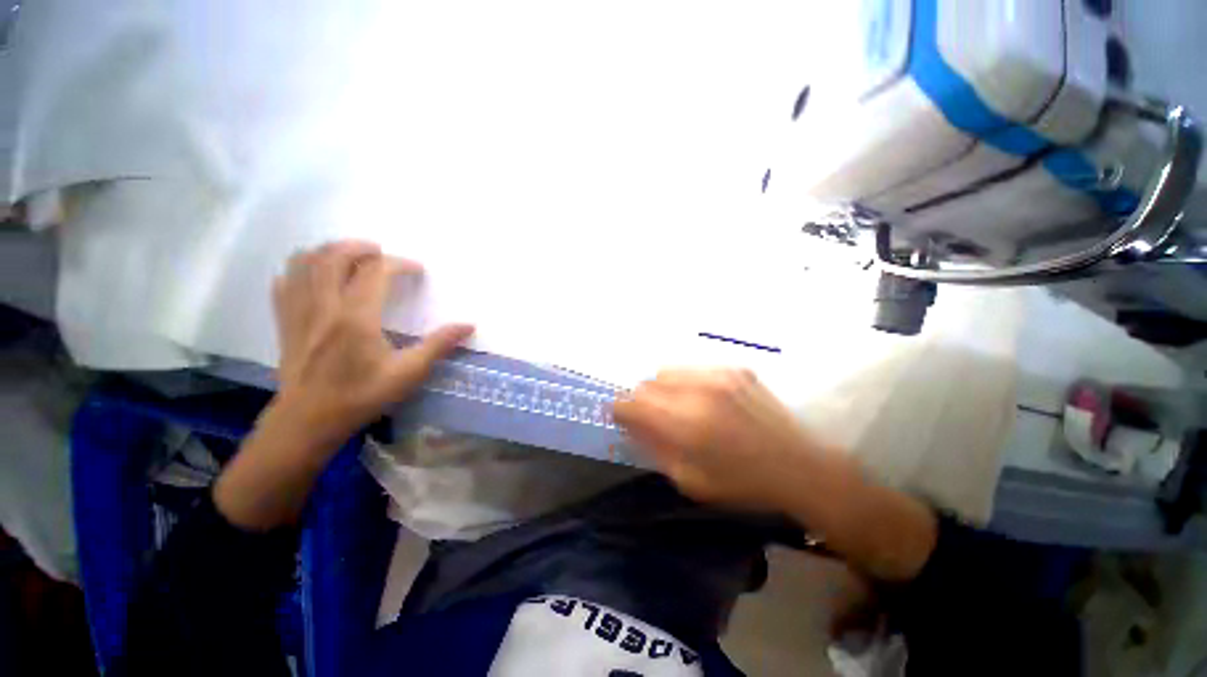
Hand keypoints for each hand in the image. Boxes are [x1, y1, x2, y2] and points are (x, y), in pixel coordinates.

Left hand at [272, 240, 473, 446]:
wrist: (309, 421)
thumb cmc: (362, 396)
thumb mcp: (409, 373)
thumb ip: (439, 345)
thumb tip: (468, 325)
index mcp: (356, 317)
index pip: (376, 272)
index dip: (400, 264)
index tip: (417, 271)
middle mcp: (324, 305)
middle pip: (334, 256)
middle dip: (360, 247)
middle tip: (381, 252)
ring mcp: (298, 311)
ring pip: (304, 262)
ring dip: (329, 251)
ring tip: (350, 257)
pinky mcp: (284, 321)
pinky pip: (285, 281)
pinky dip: (301, 269)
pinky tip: (316, 277)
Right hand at [614, 368, 936, 580]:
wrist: (801, 467)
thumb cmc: (743, 484)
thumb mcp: (689, 479)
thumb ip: (654, 447)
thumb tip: (630, 425)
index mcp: (685, 423)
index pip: (632, 403)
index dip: (619, 409)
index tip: (619, 417)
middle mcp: (698, 390)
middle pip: (647, 383)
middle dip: (641, 400)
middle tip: (651, 418)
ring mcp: (719, 375)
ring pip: (668, 371)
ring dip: (663, 389)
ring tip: (678, 408)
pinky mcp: (736, 369)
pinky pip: (694, 370)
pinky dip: (688, 383)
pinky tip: (704, 401)